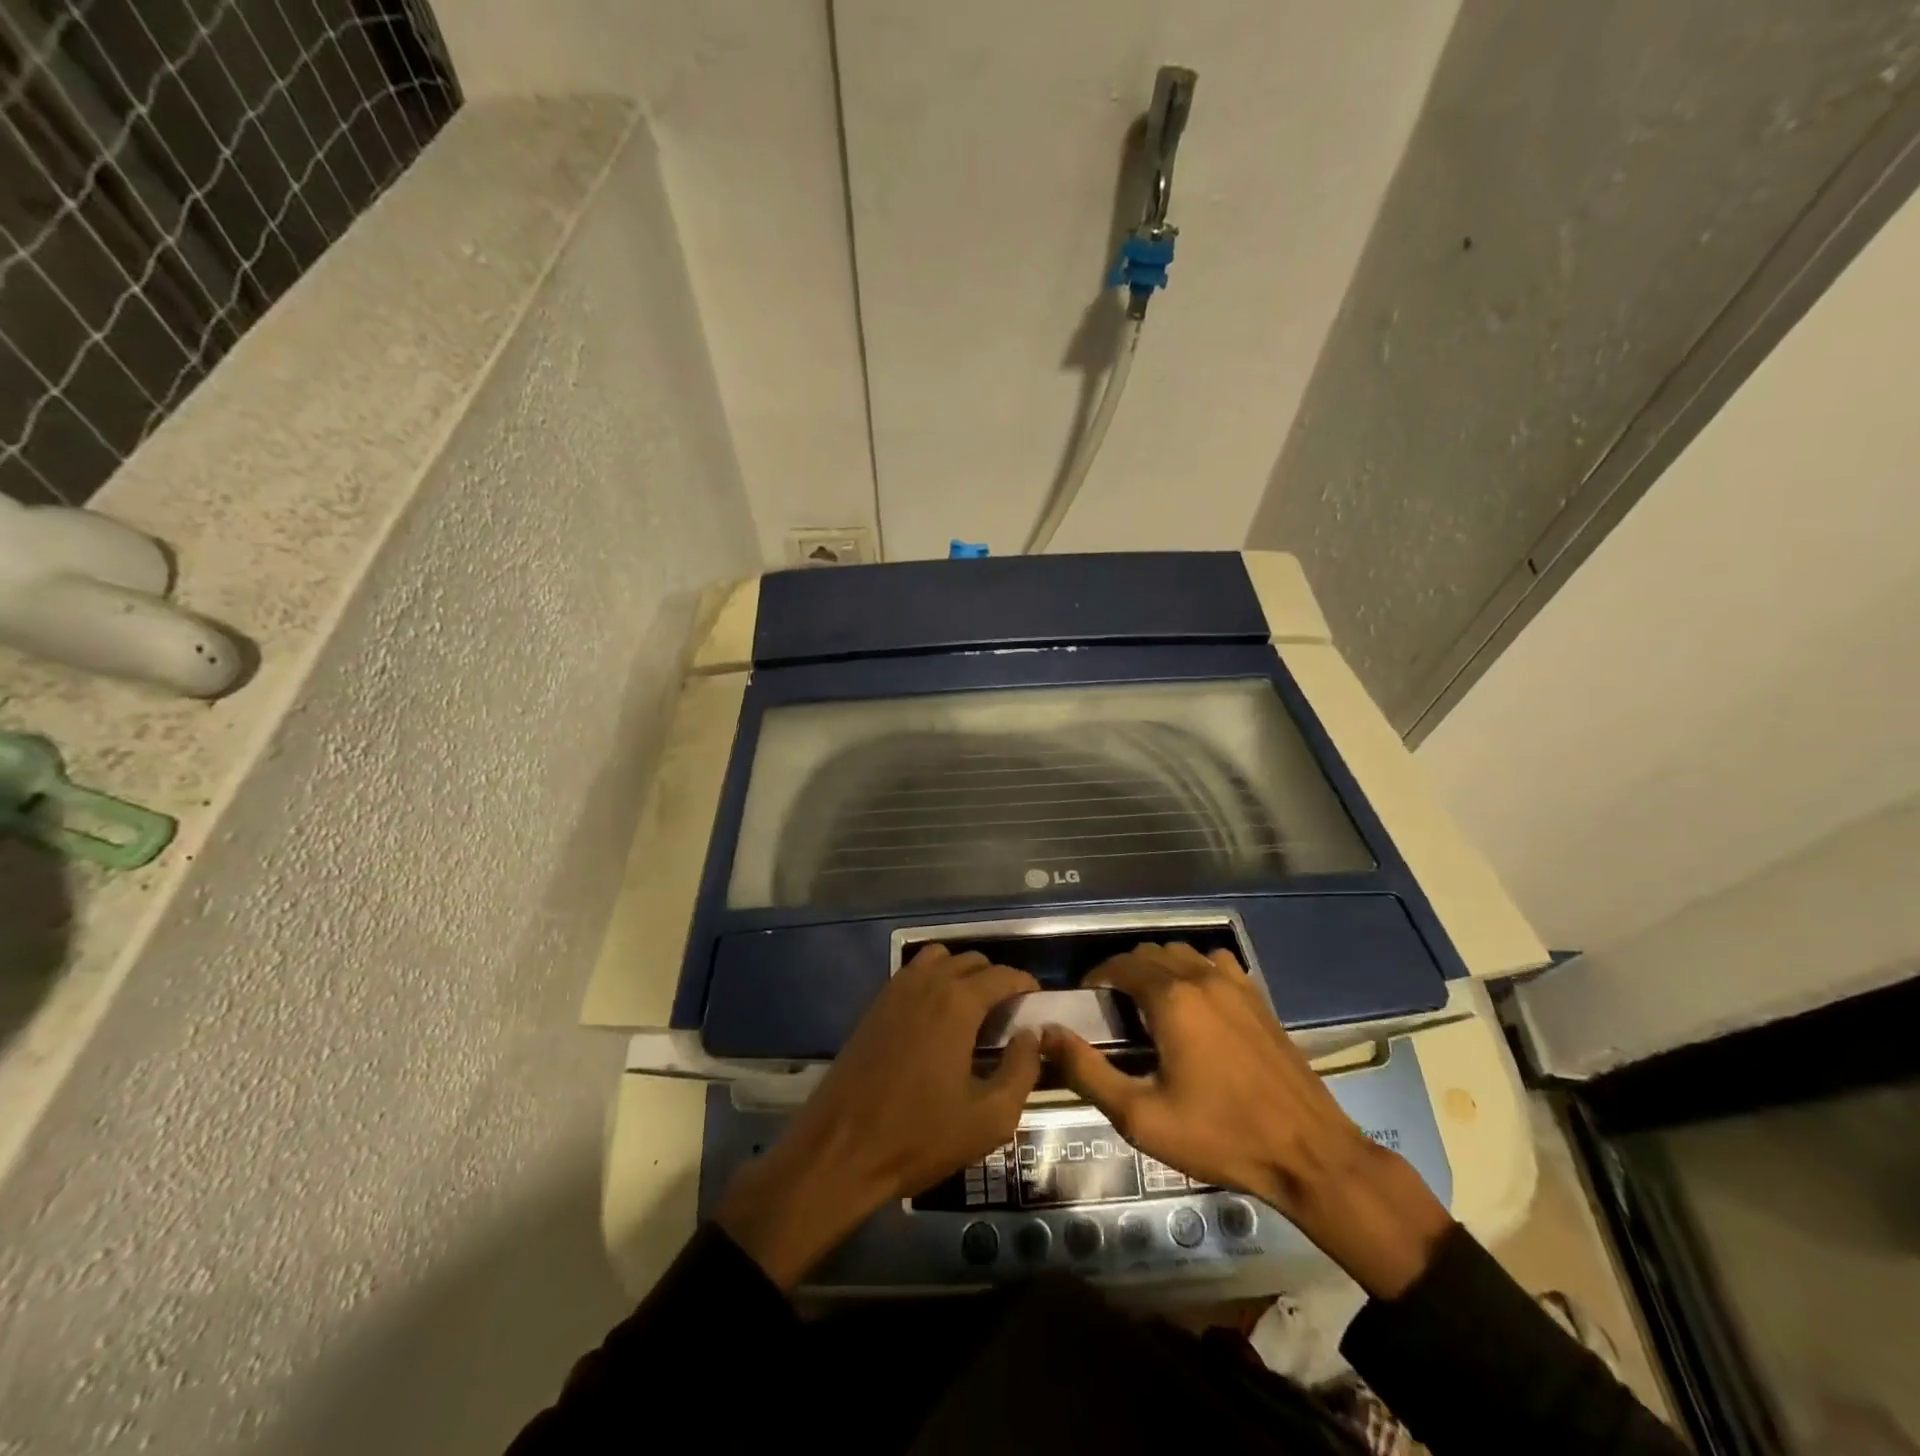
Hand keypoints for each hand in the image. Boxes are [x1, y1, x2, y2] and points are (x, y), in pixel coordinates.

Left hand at [716, 946, 1041, 1288]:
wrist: (841, 1149)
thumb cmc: (920, 1136)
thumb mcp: (990, 1117)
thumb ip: (1022, 1070)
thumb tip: (1032, 1035)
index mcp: (957, 1002)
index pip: (1002, 974)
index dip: (1025, 984)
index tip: (1037, 1002)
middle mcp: (927, 983)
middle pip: (971, 960)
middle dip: (996, 978)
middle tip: (1008, 1014)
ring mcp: (895, 990)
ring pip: (939, 959)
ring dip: (961, 973)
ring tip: (973, 1010)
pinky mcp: (874, 1005)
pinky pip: (912, 974)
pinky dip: (933, 980)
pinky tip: (937, 1018)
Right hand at [1043, 942, 1453, 1296]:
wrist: (1308, 1152)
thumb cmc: (1219, 1135)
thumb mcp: (1140, 1116)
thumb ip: (1087, 1071)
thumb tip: (1045, 1034)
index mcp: (1171, 998)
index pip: (1120, 964)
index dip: (1096, 977)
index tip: (1086, 1002)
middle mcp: (1201, 977)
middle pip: (1149, 953)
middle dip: (1124, 972)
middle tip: (1113, 1011)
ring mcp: (1235, 983)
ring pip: (1182, 953)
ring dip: (1158, 968)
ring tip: (1150, 1005)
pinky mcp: (1258, 996)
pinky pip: (1214, 963)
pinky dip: (1194, 970)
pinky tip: (1195, 1004)